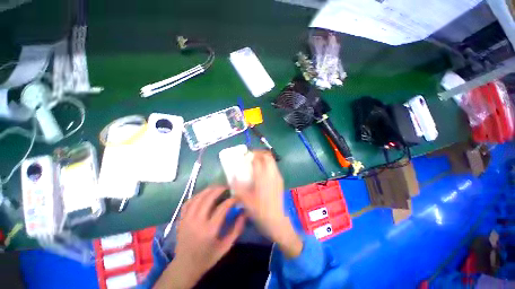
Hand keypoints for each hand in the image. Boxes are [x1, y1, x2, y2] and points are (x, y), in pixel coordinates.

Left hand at [154, 186, 245, 288]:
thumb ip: (236, 229)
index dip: (232, 199)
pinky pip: (188, 202)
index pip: (223, 208)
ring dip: (208, 190)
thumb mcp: (226, 247)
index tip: (237, 197)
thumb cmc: (207, 258)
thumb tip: (243, 213)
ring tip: (216, 187)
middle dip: (219, 189)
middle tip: (227, 187)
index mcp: (210, 230)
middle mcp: (197, 222)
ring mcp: (187, 219)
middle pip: (209, 198)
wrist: (185, 267)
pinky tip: (203, 194)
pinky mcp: (181, 219)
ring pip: (198, 198)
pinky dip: (196, 196)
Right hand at [234, 151, 301, 257]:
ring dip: (264, 157)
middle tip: (251, 156)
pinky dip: (268, 164)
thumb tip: (232, 176)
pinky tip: (263, 171)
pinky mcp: (280, 180)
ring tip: (257, 162)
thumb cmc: (259, 210)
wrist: (276, 220)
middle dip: (259, 153)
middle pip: (267, 156)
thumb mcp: (244, 199)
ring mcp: (277, 176)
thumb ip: (237, 186)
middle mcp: (271, 174)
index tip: (245, 156)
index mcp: (262, 177)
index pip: (257, 159)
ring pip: (272, 160)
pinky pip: (274, 166)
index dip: (251, 155)